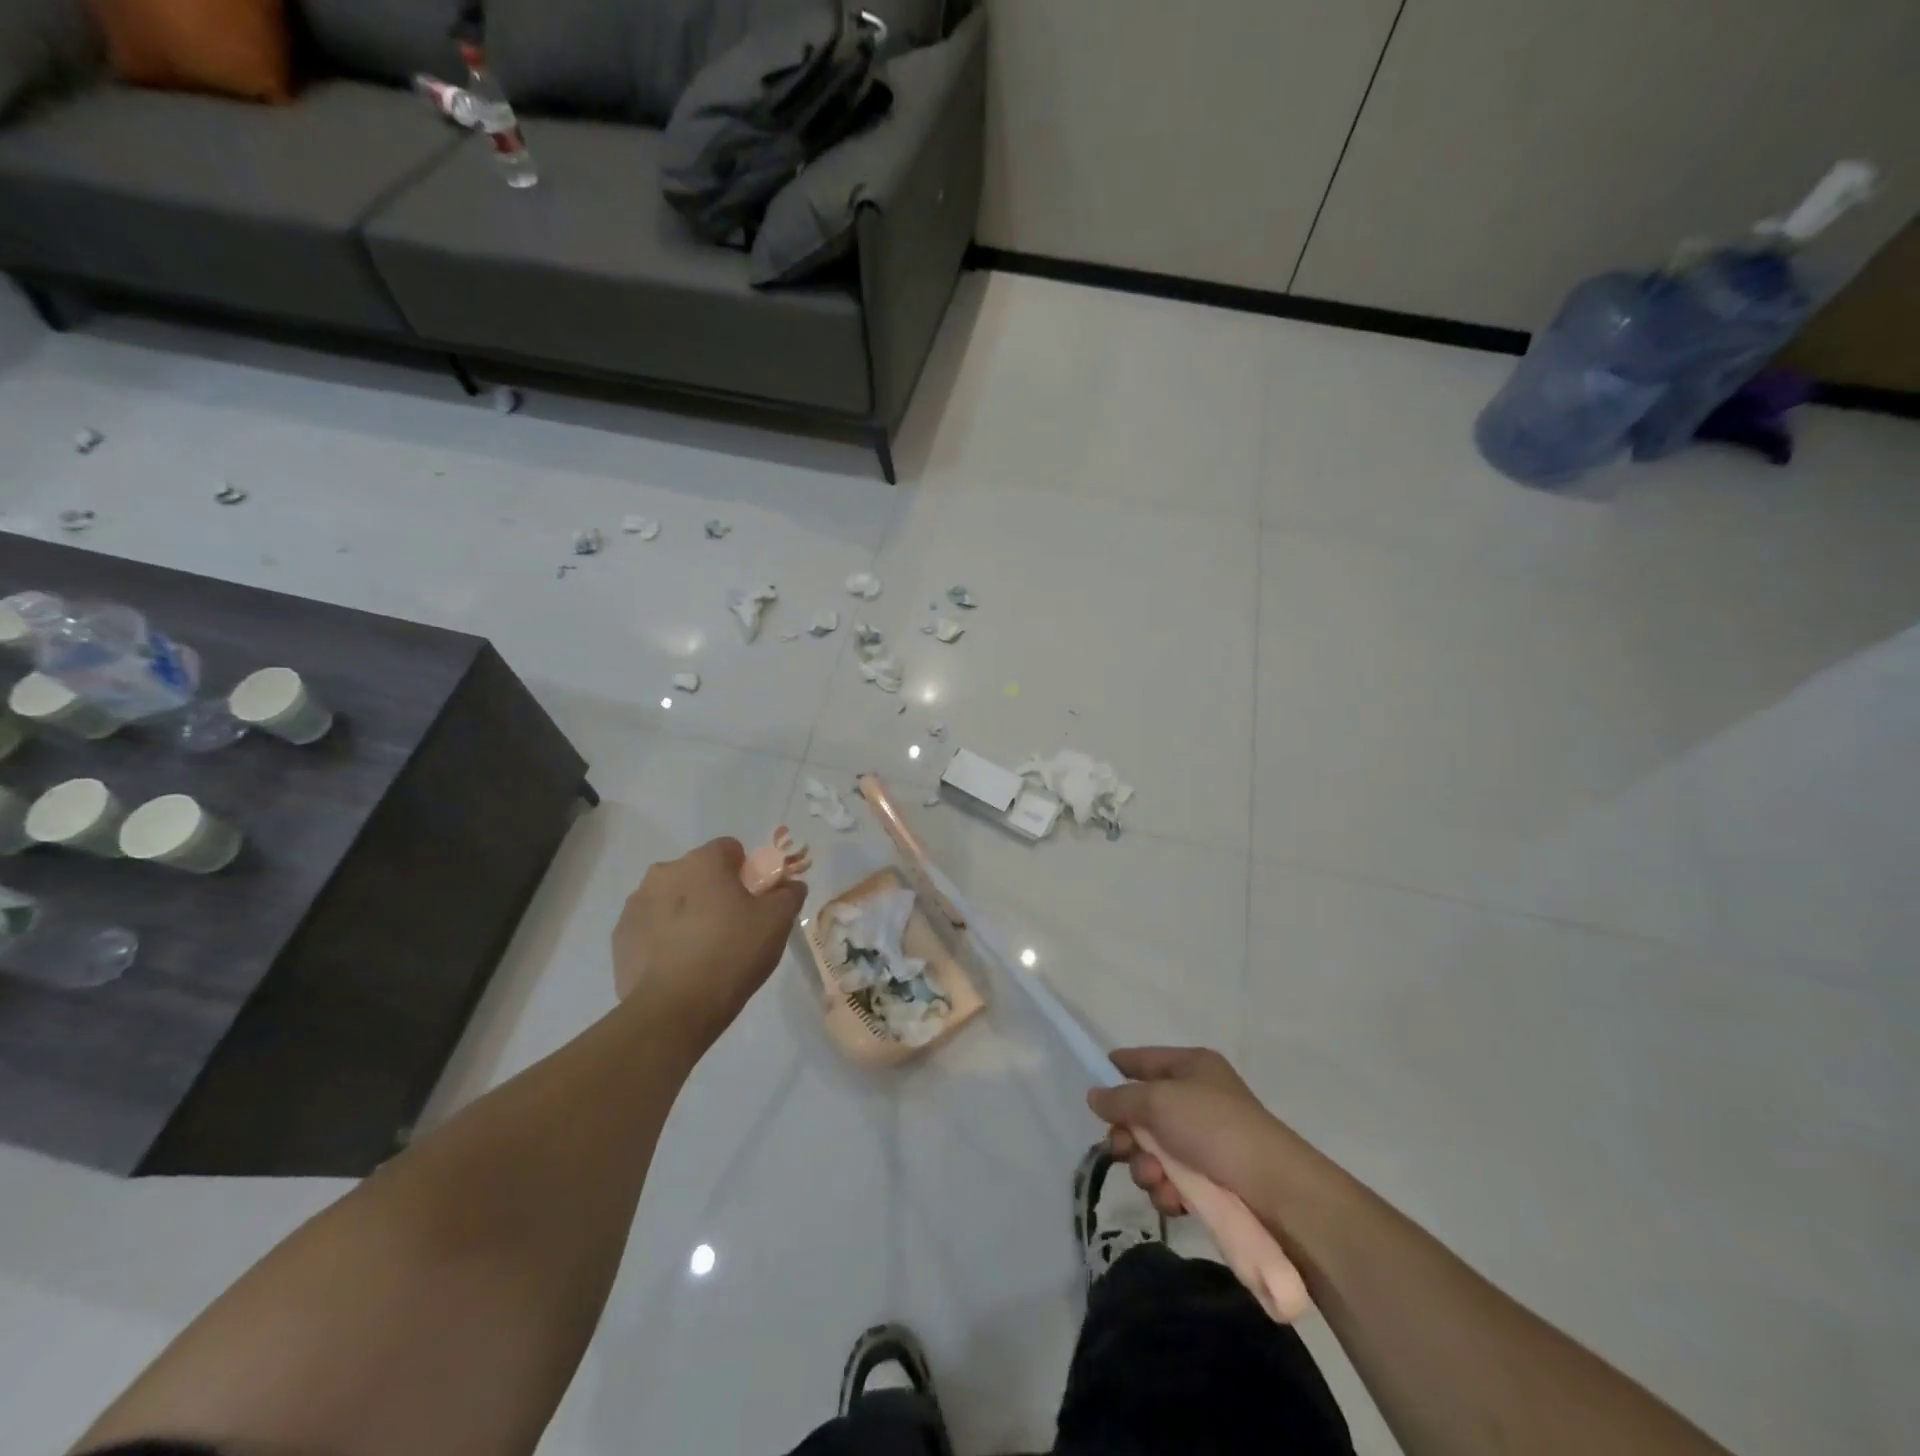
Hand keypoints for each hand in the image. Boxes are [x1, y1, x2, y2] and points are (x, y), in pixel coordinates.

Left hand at [612, 837, 804, 1053]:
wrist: (674, 1010)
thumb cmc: (731, 953)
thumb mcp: (777, 921)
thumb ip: (789, 894)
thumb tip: (790, 885)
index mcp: (701, 861)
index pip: (730, 849)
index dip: (747, 872)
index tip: (755, 900)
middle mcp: (663, 872)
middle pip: (698, 872)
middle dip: (714, 891)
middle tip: (733, 926)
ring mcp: (636, 904)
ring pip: (672, 898)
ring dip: (687, 913)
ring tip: (703, 950)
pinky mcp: (620, 937)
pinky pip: (651, 926)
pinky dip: (665, 937)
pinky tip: (679, 965)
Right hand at [1088, 1047, 1310, 1220]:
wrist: (1278, 1193)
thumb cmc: (1215, 1129)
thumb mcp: (1160, 1101)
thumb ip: (1121, 1098)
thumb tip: (1095, 1096)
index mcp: (1191, 1066)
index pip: (1143, 1059)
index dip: (1116, 1068)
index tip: (1092, 1086)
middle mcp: (1197, 1098)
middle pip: (1143, 1111)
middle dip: (1128, 1133)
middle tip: (1122, 1148)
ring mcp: (1205, 1142)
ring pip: (1153, 1151)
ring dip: (1145, 1166)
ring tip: (1155, 1178)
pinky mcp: (1212, 1181)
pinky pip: (1172, 1180)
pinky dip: (1166, 1189)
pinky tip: (1172, 1199)